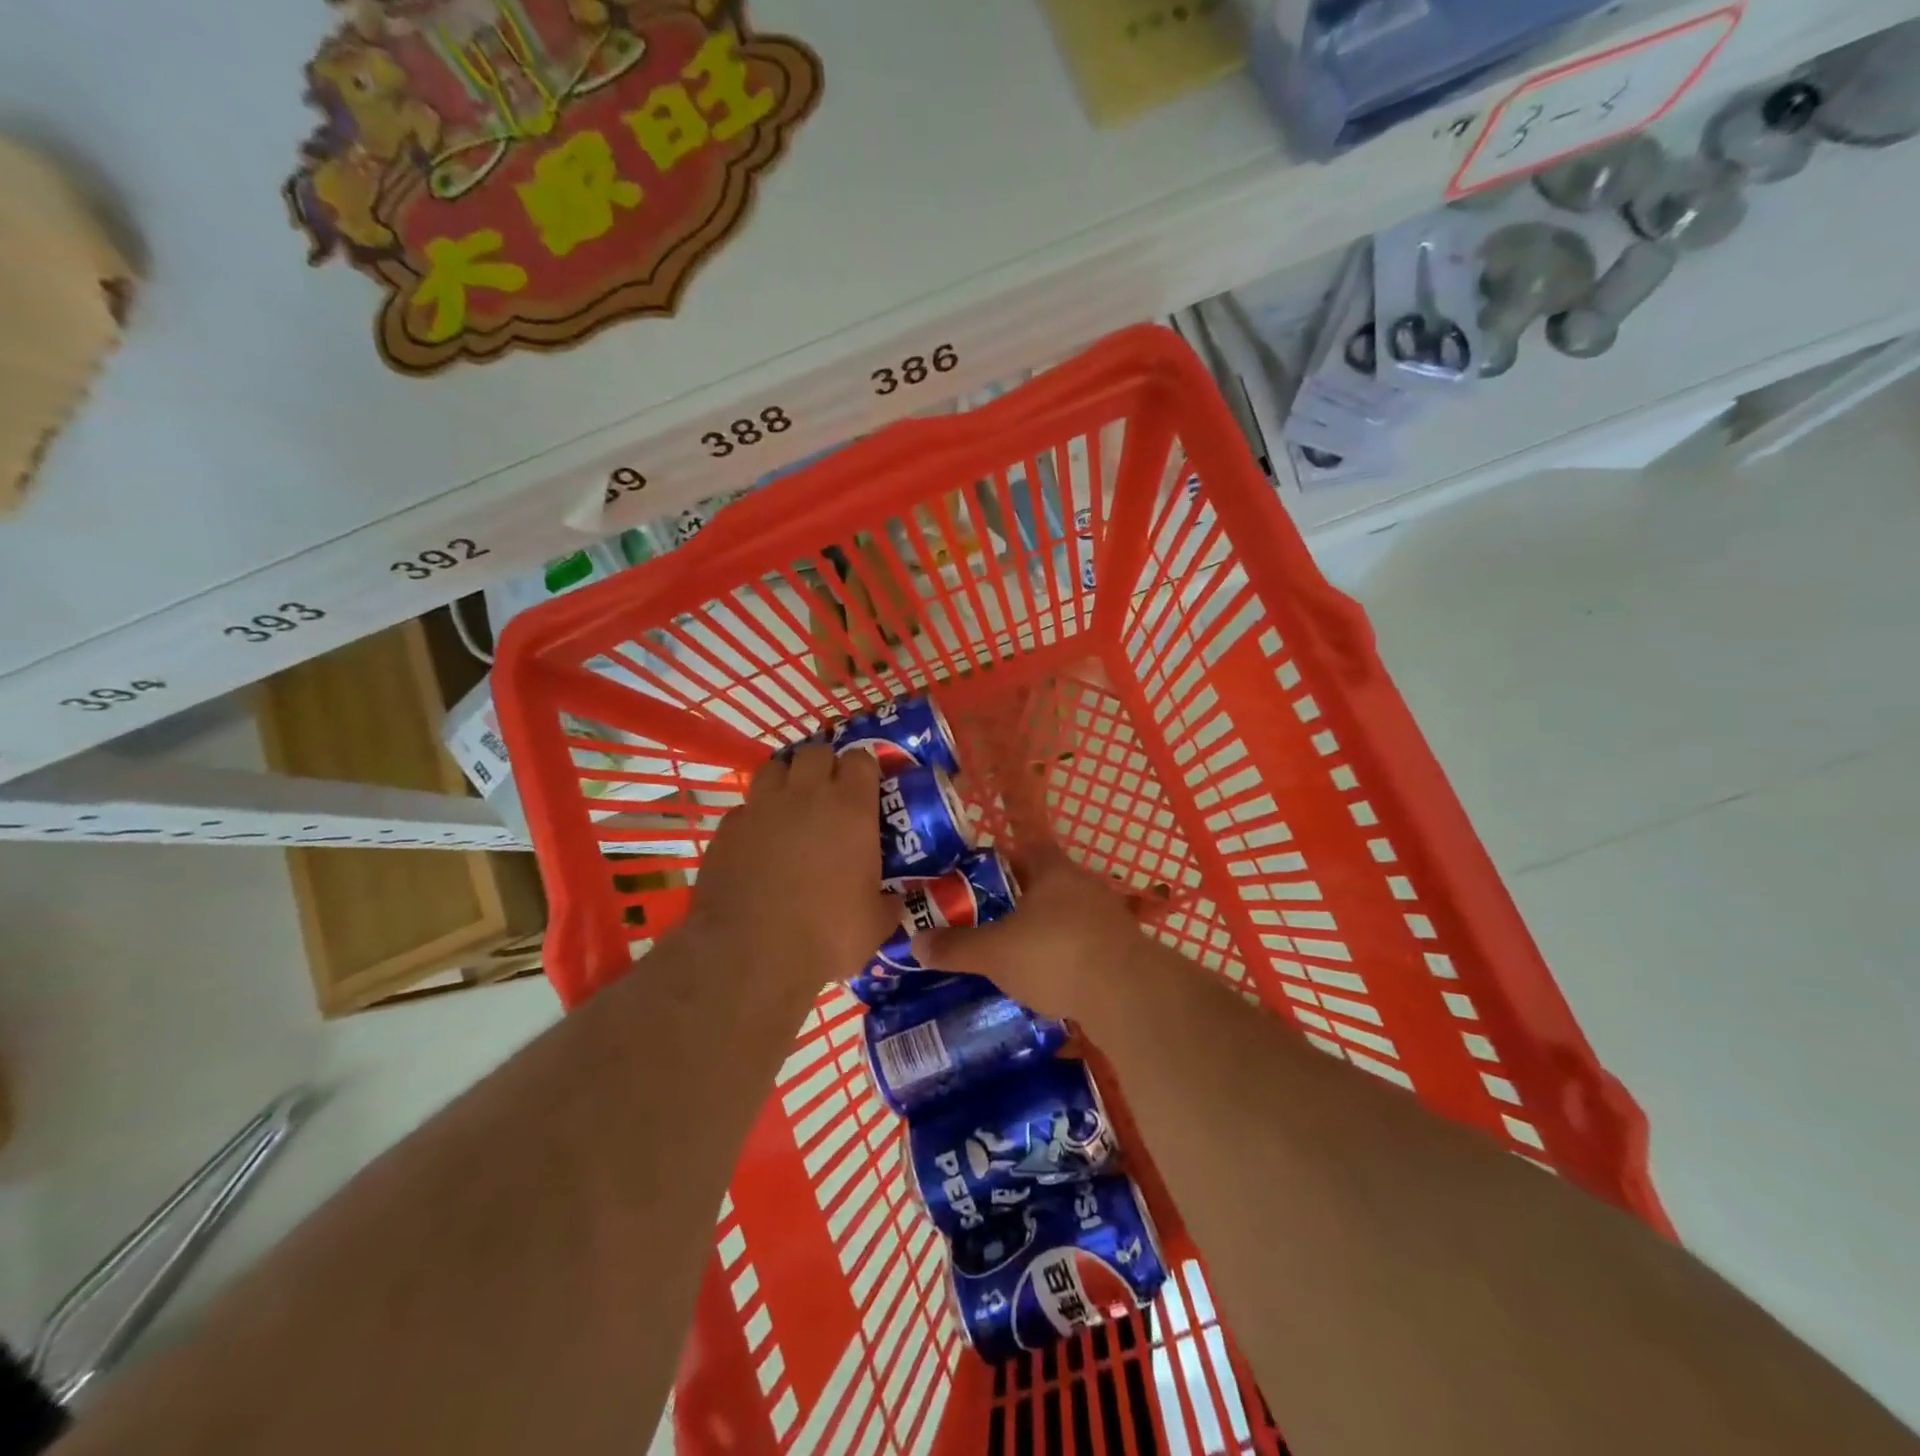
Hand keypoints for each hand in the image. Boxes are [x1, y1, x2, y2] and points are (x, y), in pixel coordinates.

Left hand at [685, 745, 899, 990]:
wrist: (753, 956)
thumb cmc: (829, 936)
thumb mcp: (876, 923)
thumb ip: (888, 901)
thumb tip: (895, 899)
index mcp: (851, 808)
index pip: (861, 758)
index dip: (864, 769)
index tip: (866, 787)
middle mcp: (805, 795)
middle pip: (816, 752)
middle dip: (824, 766)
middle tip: (829, 795)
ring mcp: (761, 808)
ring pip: (774, 768)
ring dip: (786, 781)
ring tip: (790, 808)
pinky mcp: (726, 829)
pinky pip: (744, 808)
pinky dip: (754, 818)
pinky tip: (757, 843)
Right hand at [910, 848, 1141, 1018]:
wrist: (1127, 995)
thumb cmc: (1054, 955)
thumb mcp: (994, 953)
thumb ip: (955, 947)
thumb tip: (914, 942)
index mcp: (1053, 871)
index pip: (1026, 849)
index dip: (1002, 860)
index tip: (978, 879)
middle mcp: (1084, 885)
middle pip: (1047, 883)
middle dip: (1020, 901)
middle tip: (989, 920)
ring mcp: (1109, 918)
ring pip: (1068, 916)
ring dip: (1046, 931)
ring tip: (1016, 954)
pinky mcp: (1123, 951)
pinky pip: (1085, 946)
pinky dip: (1067, 958)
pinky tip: (1050, 981)